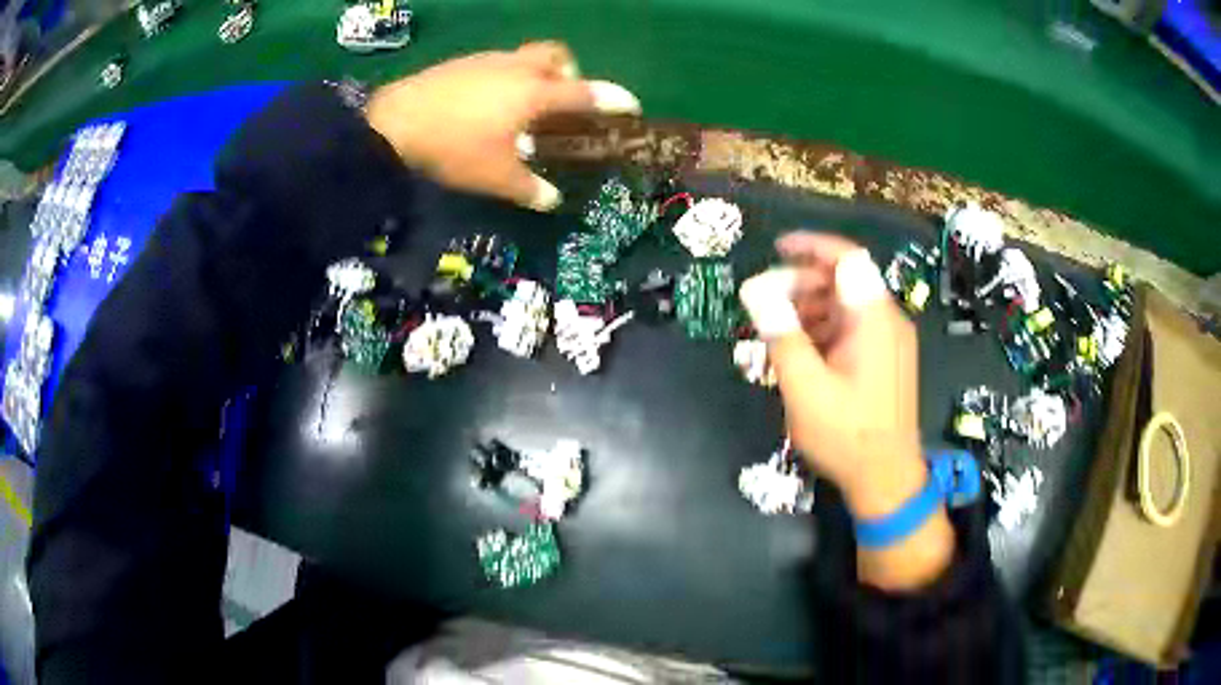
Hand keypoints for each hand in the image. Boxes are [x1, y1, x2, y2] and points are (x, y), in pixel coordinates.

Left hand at [365, 42, 640, 211]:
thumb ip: (529, 189)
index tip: (631, 106)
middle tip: (561, 102)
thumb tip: (551, 199)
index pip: (586, 92)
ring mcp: (487, 60)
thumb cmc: (454, 148)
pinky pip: (497, 64)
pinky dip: (506, 79)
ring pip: (525, 57)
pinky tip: (487, 106)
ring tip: (522, 109)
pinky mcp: (462, 63)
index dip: (613, 99)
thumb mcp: (495, 177)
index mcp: (534, 92)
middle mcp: (516, 68)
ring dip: (535, 76)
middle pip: (557, 55)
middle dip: (570, 73)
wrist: (393, 123)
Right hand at [740, 233, 952, 589]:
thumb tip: (754, 289)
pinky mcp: (888, 361)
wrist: (887, 480)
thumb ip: (780, 334)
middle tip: (764, 306)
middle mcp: (888, 321)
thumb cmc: (847, 435)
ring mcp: (891, 342)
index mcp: (874, 319)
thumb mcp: (805, 387)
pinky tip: (801, 355)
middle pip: (844, 281)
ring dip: (810, 311)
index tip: (777, 249)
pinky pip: (853, 330)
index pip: (847, 258)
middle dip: (801, 286)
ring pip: (846, 307)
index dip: (811, 246)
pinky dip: (825, 332)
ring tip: (776, 334)